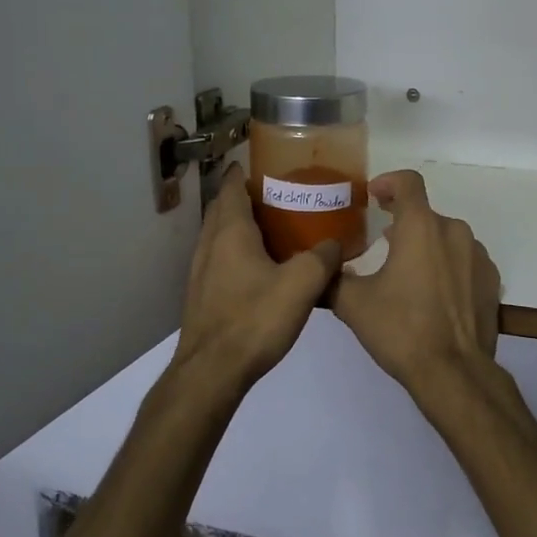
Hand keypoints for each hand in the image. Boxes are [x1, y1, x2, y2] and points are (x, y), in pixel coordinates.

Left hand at [168, 163, 341, 397]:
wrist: (212, 373)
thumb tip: (334, 244)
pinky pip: (220, 260)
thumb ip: (322, 258)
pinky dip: (237, 253)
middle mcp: (210, 245)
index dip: (244, 172)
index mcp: (230, 233)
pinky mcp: (202, 297)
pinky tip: (261, 270)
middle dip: (245, 197)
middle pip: (223, 209)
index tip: (265, 164)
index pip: (231, 187)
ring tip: (274, 230)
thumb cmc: (254, 320)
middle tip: (278, 196)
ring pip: (219, 236)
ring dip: (240, 227)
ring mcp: (201, 272)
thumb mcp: (302, 285)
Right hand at [329, 170, 500, 399]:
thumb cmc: (401, 329)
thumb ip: (332, 278)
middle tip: (381, 245)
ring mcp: (478, 256)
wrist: (453, 371)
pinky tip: (433, 295)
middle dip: (403, 223)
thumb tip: (318, 268)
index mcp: (421, 227)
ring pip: (446, 238)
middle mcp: (454, 231)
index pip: (408, 182)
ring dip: (425, 246)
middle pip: (425, 214)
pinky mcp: (491, 280)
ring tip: (406, 275)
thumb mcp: (353, 304)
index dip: (388, 182)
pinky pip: (464, 261)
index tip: (374, 196)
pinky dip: (447, 267)